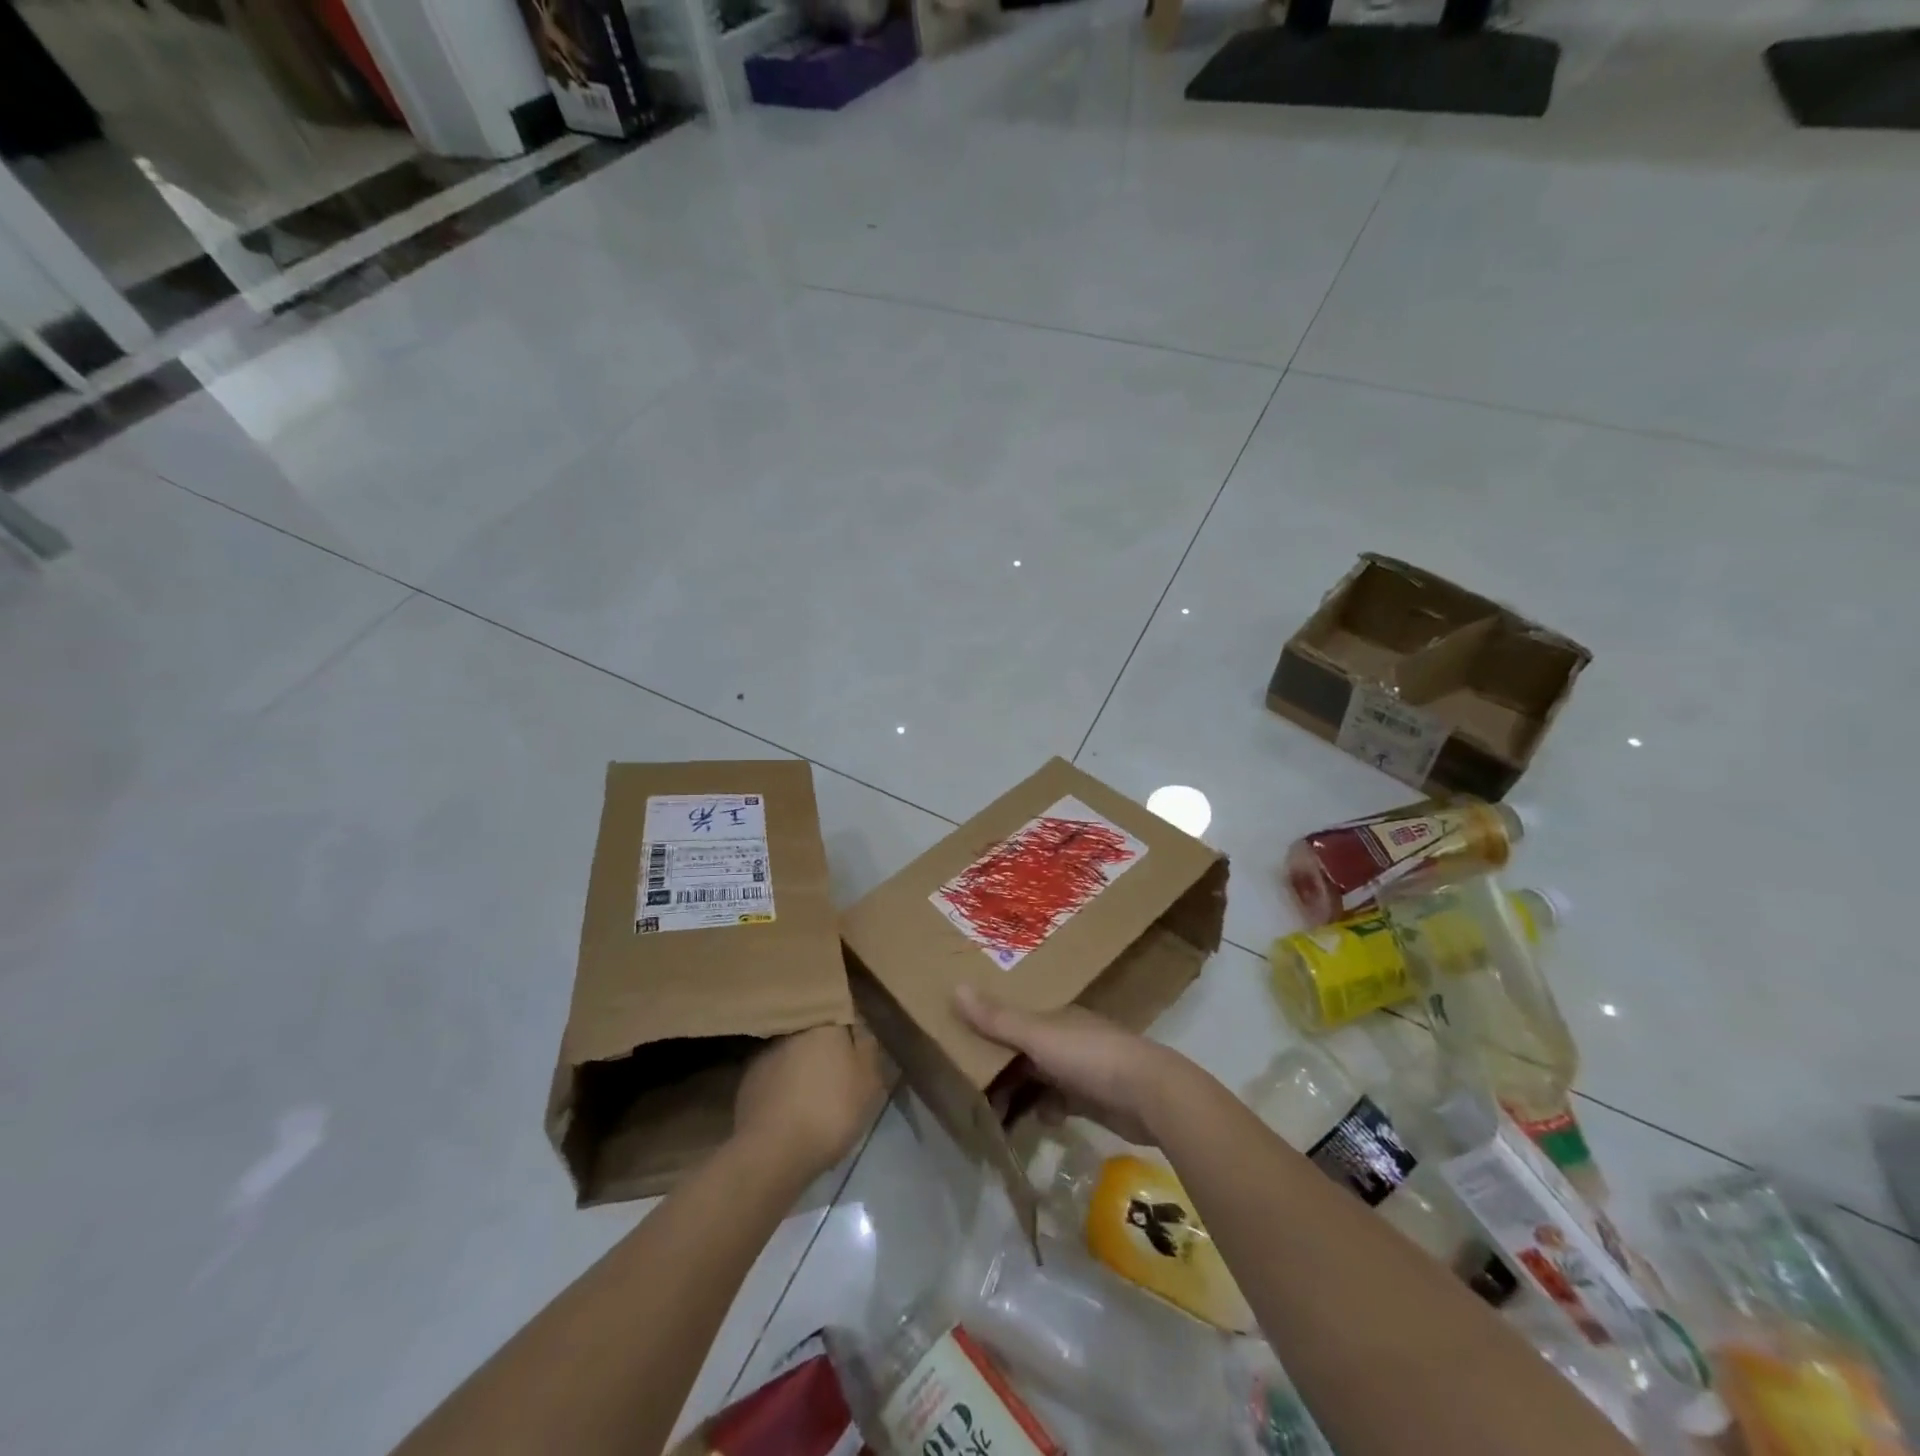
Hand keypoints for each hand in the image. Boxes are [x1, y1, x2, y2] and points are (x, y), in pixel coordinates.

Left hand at [733, 1025, 884, 1179]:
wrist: (773, 1152)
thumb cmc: (831, 1109)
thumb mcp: (869, 1080)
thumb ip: (868, 1047)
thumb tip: (860, 1027)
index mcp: (824, 1022)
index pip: (841, 1012)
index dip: (850, 1030)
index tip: (857, 1047)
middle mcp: (791, 1029)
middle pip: (815, 1032)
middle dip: (824, 1048)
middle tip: (838, 1073)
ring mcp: (764, 1054)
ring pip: (791, 1053)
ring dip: (801, 1067)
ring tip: (812, 1094)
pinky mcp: (746, 1082)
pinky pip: (774, 1077)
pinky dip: (782, 1088)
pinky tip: (790, 1110)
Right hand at [954, 985, 1181, 1145]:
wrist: (1151, 1095)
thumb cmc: (1091, 1056)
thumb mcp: (1039, 1036)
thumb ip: (998, 1019)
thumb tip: (956, 987)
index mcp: (1054, 1018)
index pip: (1012, 1023)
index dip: (987, 1037)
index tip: (962, 1056)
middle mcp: (1067, 1038)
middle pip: (1023, 1053)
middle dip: (1000, 1072)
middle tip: (973, 1096)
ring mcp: (1081, 1069)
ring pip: (1039, 1079)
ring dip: (1019, 1095)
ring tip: (996, 1117)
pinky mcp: (1093, 1099)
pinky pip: (1057, 1102)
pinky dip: (1044, 1111)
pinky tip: (1037, 1122)